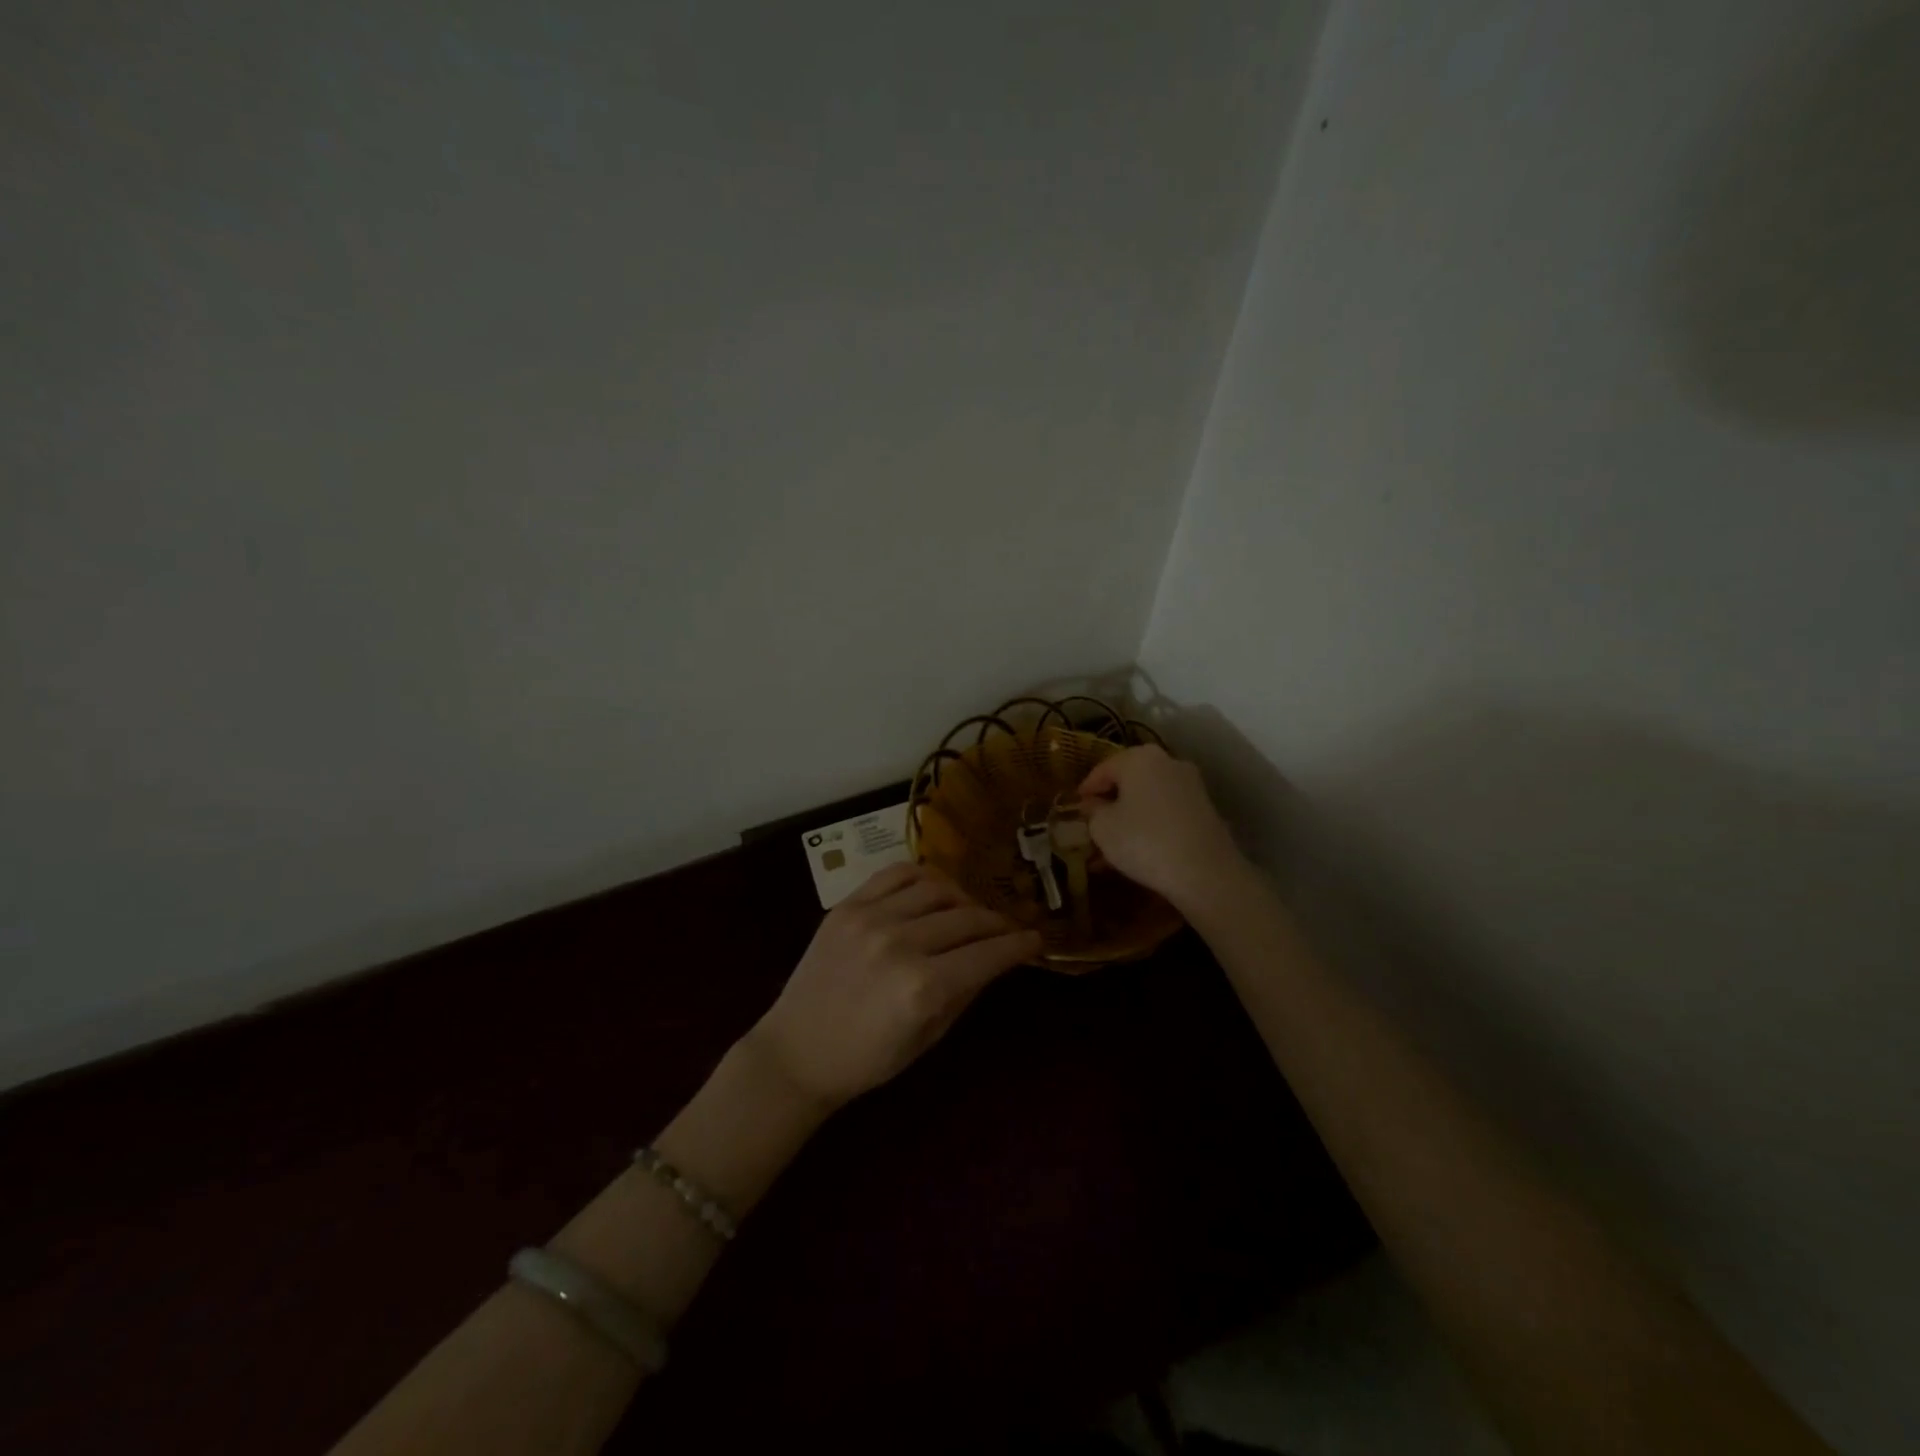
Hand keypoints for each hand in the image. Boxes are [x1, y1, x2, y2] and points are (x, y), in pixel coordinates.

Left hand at [744, 863, 1040, 1109]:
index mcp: (923, 988)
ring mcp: (871, 918)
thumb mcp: (928, 1038)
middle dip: (996, 924)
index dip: (1018, 945)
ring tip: (968, 912)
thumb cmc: (867, 1059)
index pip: (988, 954)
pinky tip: (933, 892)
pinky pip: (897, 874)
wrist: (796, 1052)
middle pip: (968, 918)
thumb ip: (966, 992)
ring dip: (964, 898)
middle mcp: (901, 944)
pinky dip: (924, 877)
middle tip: (1006, 930)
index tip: (1035, 940)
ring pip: (937, 888)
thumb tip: (997, 958)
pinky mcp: (848, 906)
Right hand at [1078, 745, 1245, 911]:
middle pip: (1128, 780)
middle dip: (1109, 803)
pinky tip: (1139, 850)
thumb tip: (1094, 805)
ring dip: (1129, 817)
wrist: (1206, 873)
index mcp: (1139, 758)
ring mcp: (1190, 785)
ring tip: (1113, 845)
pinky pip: (1166, 812)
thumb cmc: (1144, 841)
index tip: (1075, 810)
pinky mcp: (1204, 809)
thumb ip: (1092, 811)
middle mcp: (1167, 762)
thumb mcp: (1103, 827)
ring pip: (1148, 798)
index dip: (1085, 790)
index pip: (1102, 769)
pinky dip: (1150, 825)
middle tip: (1093, 826)